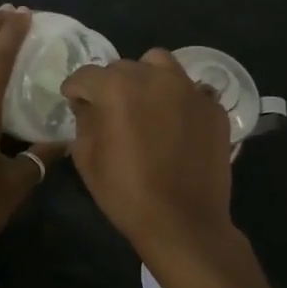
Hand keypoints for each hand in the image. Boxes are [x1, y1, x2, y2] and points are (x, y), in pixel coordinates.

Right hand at [61, 50, 237, 270]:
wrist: (185, 223)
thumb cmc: (127, 194)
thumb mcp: (88, 160)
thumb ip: (83, 121)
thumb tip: (87, 104)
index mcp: (117, 88)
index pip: (86, 75)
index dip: (75, 89)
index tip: (73, 101)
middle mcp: (154, 77)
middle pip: (123, 67)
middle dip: (110, 84)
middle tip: (109, 109)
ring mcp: (189, 89)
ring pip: (160, 64)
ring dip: (146, 77)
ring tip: (145, 103)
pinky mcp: (213, 107)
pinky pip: (190, 89)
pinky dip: (178, 98)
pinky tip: (176, 121)